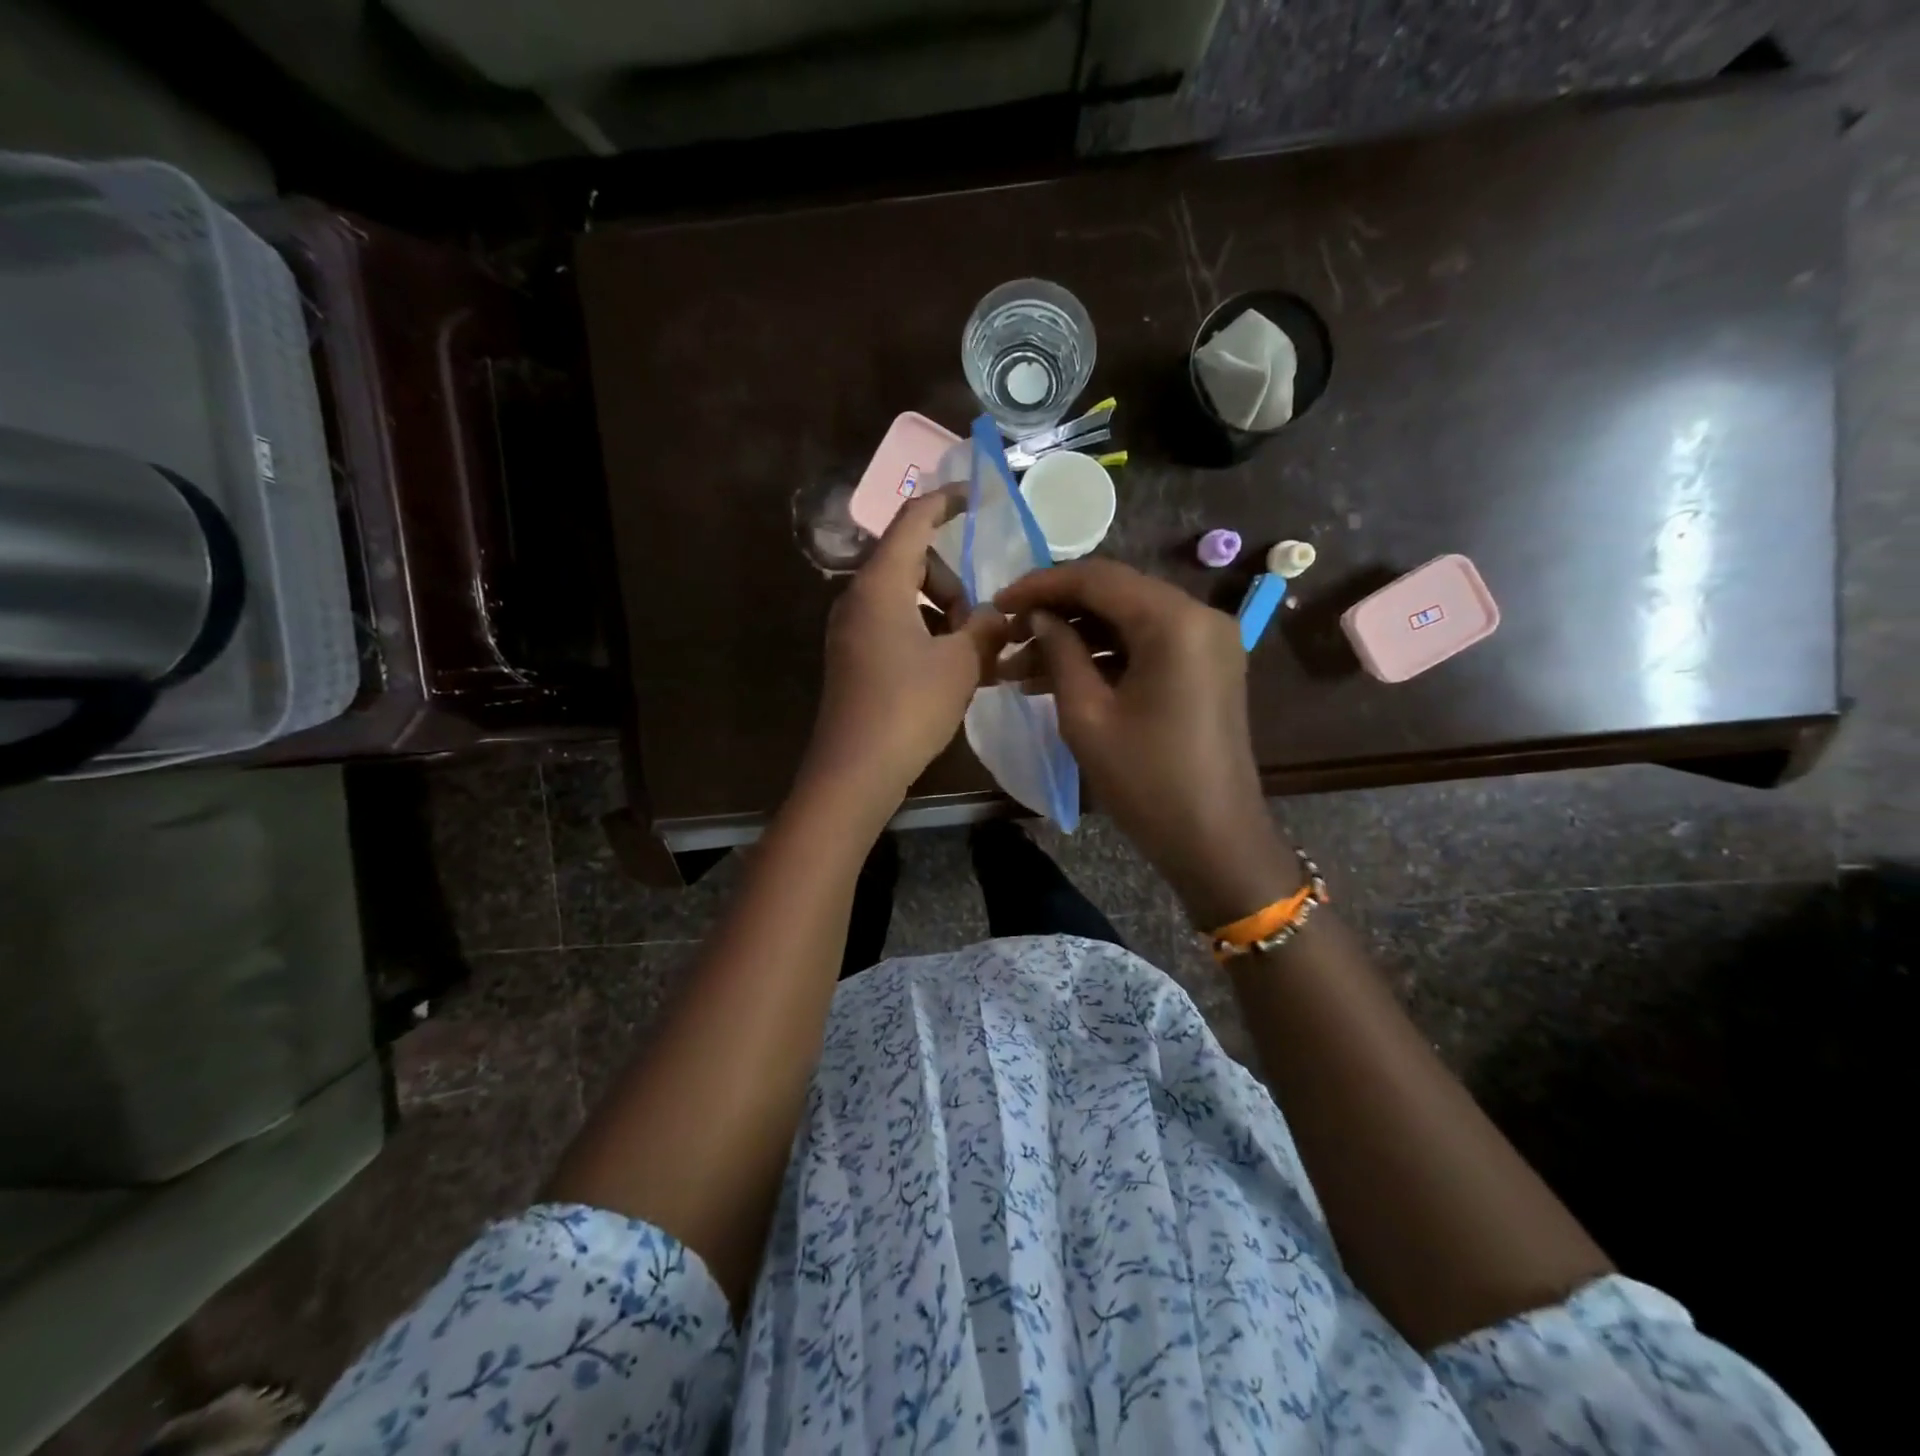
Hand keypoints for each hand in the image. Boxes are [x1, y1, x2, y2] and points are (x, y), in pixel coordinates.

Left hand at [803, 490, 1009, 809]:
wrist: (855, 769)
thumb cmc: (909, 707)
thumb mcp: (961, 663)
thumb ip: (986, 627)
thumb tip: (999, 615)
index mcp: (880, 584)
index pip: (913, 520)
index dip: (946, 502)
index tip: (976, 497)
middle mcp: (858, 598)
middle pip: (912, 562)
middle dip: (952, 582)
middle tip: (979, 623)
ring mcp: (851, 630)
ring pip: (905, 598)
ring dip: (942, 614)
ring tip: (971, 653)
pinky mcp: (853, 658)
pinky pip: (894, 626)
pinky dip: (925, 635)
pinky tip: (949, 671)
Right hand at [994, 558, 1297, 928]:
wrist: (1214, 840)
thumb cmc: (1147, 781)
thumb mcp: (1087, 715)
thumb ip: (1060, 652)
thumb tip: (1038, 617)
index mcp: (1174, 621)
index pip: (1098, 578)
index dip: (1041, 585)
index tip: (997, 603)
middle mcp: (1199, 616)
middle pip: (1114, 594)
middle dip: (1056, 612)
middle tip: (1006, 635)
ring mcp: (1208, 641)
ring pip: (1127, 620)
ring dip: (1075, 638)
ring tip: (1019, 666)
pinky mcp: (1205, 666)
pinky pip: (1146, 645)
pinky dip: (1104, 656)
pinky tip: (1057, 677)